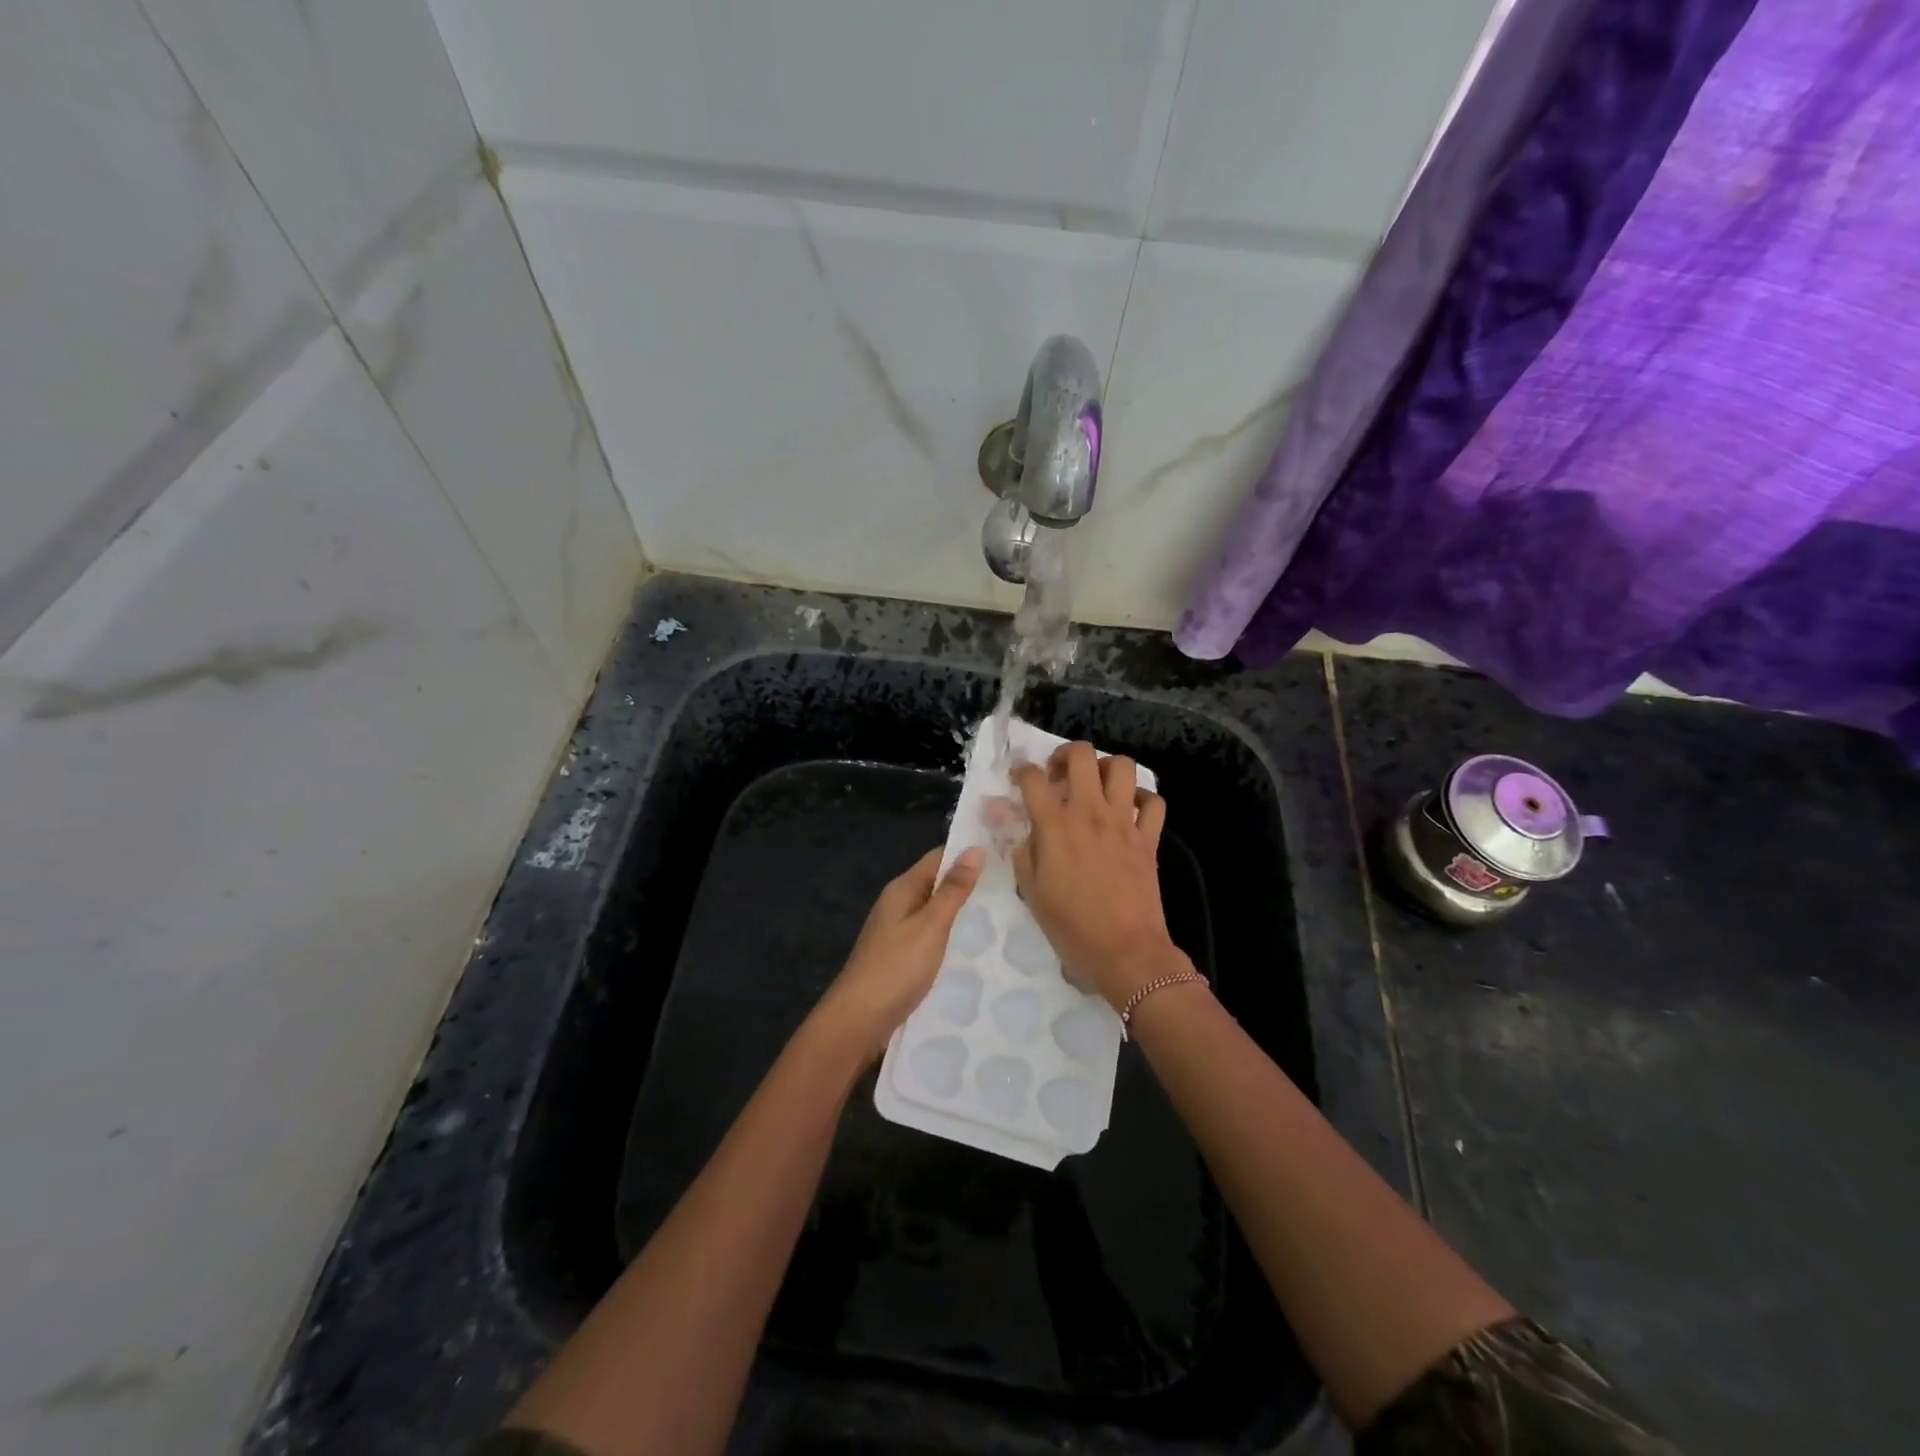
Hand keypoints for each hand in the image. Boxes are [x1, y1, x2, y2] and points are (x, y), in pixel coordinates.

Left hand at [812, 846, 985, 1060]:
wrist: (858, 1021)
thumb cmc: (896, 967)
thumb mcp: (930, 925)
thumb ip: (953, 890)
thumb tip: (975, 848)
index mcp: (902, 889)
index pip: (938, 858)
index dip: (967, 853)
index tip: (1005, 852)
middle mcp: (898, 905)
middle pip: (937, 885)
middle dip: (969, 885)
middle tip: (1014, 887)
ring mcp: (897, 933)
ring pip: (935, 914)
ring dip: (962, 914)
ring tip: (1004, 916)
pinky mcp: (901, 959)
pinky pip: (931, 938)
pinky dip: (951, 938)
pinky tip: (975, 949)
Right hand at [1009, 742, 1184, 1010]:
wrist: (1124, 952)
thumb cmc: (1070, 926)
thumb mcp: (1030, 889)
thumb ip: (1018, 847)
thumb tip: (1003, 815)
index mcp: (1055, 824)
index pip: (1032, 777)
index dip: (1021, 772)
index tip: (1019, 781)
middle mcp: (1090, 812)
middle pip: (1081, 754)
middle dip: (1065, 755)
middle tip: (1059, 776)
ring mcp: (1124, 821)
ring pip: (1122, 766)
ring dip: (1105, 768)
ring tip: (1095, 785)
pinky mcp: (1149, 837)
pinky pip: (1153, 801)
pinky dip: (1142, 798)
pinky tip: (1129, 809)